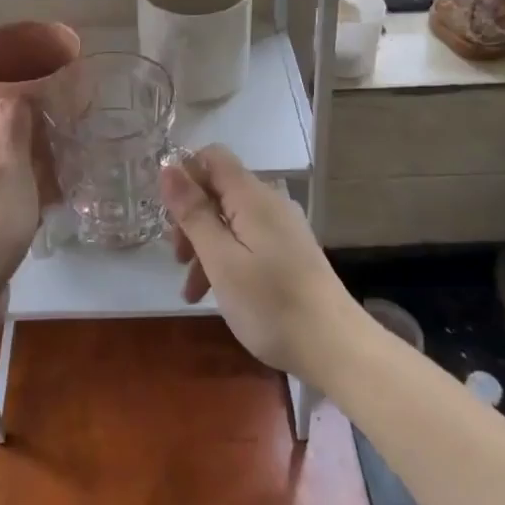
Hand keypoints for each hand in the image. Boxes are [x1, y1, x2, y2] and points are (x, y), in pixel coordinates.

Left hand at [0, 99, 39, 306]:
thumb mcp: (13, 171)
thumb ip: (13, 134)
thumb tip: (10, 97)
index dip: (15, 113)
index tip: (45, 114)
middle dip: (24, 148)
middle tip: (58, 150)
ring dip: (24, 178)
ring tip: (57, 181)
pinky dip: (18, 203)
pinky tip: (40, 213)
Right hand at [160, 145, 363, 387]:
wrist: (336, 348)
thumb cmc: (270, 303)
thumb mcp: (221, 260)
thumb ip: (194, 213)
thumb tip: (168, 168)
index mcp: (251, 196)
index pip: (213, 156)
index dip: (185, 174)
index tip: (168, 213)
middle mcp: (269, 202)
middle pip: (219, 190)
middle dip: (191, 218)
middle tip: (176, 258)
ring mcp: (282, 228)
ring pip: (230, 220)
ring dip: (204, 246)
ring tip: (190, 290)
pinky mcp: (289, 253)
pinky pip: (247, 241)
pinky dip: (226, 260)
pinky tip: (214, 294)